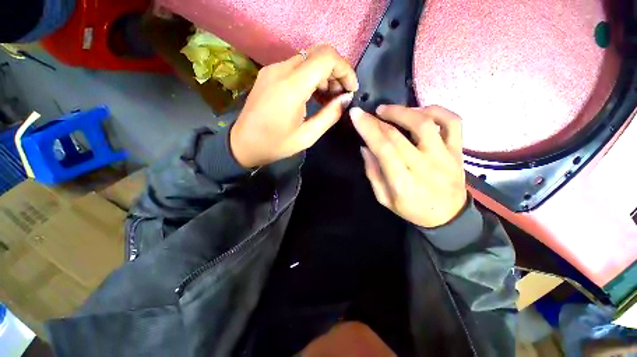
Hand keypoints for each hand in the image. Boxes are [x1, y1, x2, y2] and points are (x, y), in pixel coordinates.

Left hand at [230, 45, 358, 167]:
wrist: (243, 144)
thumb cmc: (275, 144)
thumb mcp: (307, 136)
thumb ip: (329, 115)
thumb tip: (345, 99)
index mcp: (292, 87)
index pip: (326, 58)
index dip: (344, 69)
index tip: (350, 88)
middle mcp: (281, 70)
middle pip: (318, 54)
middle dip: (336, 72)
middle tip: (340, 95)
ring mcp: (273, 69)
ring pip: (308, 59)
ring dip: (323, 75)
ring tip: (328, 98)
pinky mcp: (269, 74)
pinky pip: (296, 67)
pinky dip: (310, 77)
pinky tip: (313, 95)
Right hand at [350, 105, 466, 227]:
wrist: (448, 217)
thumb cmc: (412, 209)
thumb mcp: (384, 199)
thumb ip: (373, 173)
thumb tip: (365, 147)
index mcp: (403, 182)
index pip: (383, 149)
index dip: (368, 129)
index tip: (356, 115)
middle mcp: (424, 166)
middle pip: (398, 135)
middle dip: (378, 120)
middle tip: (368, 113)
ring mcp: (445, 157)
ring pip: (424, 124)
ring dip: (403, 111)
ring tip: (387, 110)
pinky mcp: (458, 151)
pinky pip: (452, 123)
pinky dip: (436, 111)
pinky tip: (419, 111)